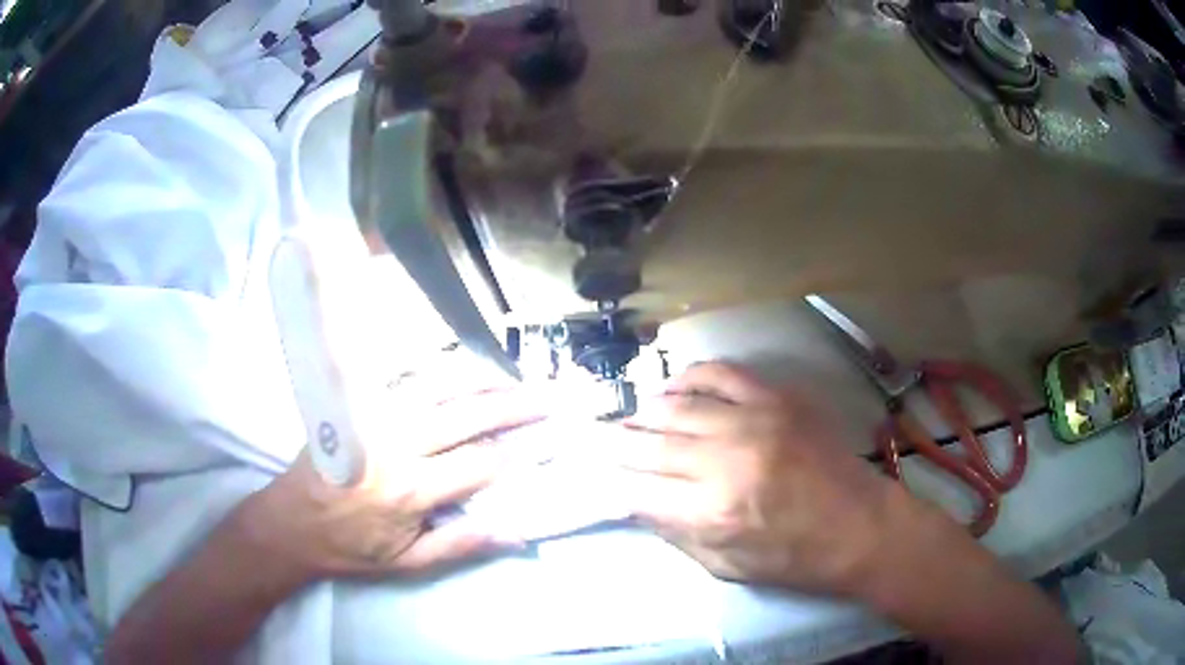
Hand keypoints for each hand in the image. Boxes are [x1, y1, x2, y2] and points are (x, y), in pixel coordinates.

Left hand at [239, 388, 543, 580]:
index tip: (550, 440)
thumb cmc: (352, 548)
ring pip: (438, 387)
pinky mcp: (358, 405)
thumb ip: (461, 545)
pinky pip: (405, 379)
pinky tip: (463, 369)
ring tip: (517, 378)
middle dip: (515, 405)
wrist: (291, 521)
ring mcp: (374, 418)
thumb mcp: (408, 563)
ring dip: (482, 380)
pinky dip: (440, 372)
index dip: (519, 451)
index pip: (479, 463)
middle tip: (550, 396)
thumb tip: (515, 531)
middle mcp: (395, 445)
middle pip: (466, 416)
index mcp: (409, 490)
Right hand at [611, 362, 896, 594]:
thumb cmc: (793, 558)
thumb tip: (637, 500)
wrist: (860, 526)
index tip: (595, 473)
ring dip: (644, 412)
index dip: (610, 480)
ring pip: (674, 405)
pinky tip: (674, 389)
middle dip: (613, 443)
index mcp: (710, 513)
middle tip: (595, 439)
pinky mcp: (776, 398)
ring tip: (633, 419)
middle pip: (646, 444)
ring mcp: (752, 421)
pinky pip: (719, 373)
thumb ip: (675, 533)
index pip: (635, 489)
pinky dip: (688, 378)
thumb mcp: (725, 567)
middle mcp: (724, 461)